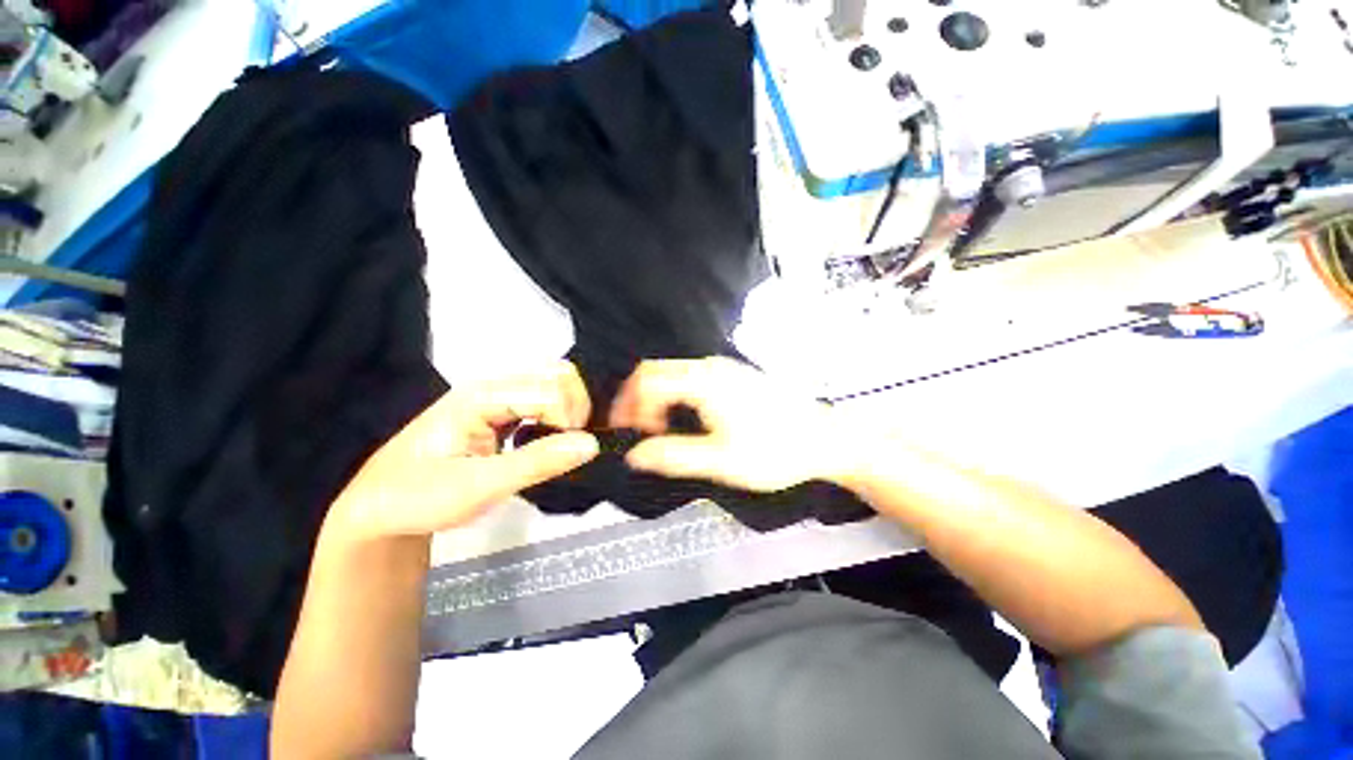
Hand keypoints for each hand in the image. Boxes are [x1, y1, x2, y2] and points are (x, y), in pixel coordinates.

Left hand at [327, 363, 598, 540]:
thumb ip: (537, 463)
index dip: (568, 420)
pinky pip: (545, 398)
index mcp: (482, 396)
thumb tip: (590, 444)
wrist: (379, 507)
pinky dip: (559, 416)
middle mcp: (493, 385)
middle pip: (558, 375)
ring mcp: (497, 395)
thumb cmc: (419, 498)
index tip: (564, 455)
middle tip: (564, 447)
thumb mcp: (478, 488)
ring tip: (558, 445)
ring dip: (569, 411)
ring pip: (555, 383)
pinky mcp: (501, 408)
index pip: (551, 390)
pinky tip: (548, 440)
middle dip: (575, 409)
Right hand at [610, 358, 851, 491]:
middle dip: (637, 400)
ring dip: (655, 398)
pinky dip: (672, 395)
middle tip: (635, 432)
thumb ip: (674, 456)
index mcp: (704, 381)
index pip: (647, 379)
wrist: (824, 440)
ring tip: (654, 429)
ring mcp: (723, 368)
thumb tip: (634, 455)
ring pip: (673, 373)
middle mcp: (710, 366)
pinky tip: (679, 418)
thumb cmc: (775, 452)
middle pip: (656, 371)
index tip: (624, 433)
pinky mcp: (732, 376)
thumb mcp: (722, 462)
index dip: (627, 404)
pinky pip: (689, 377)